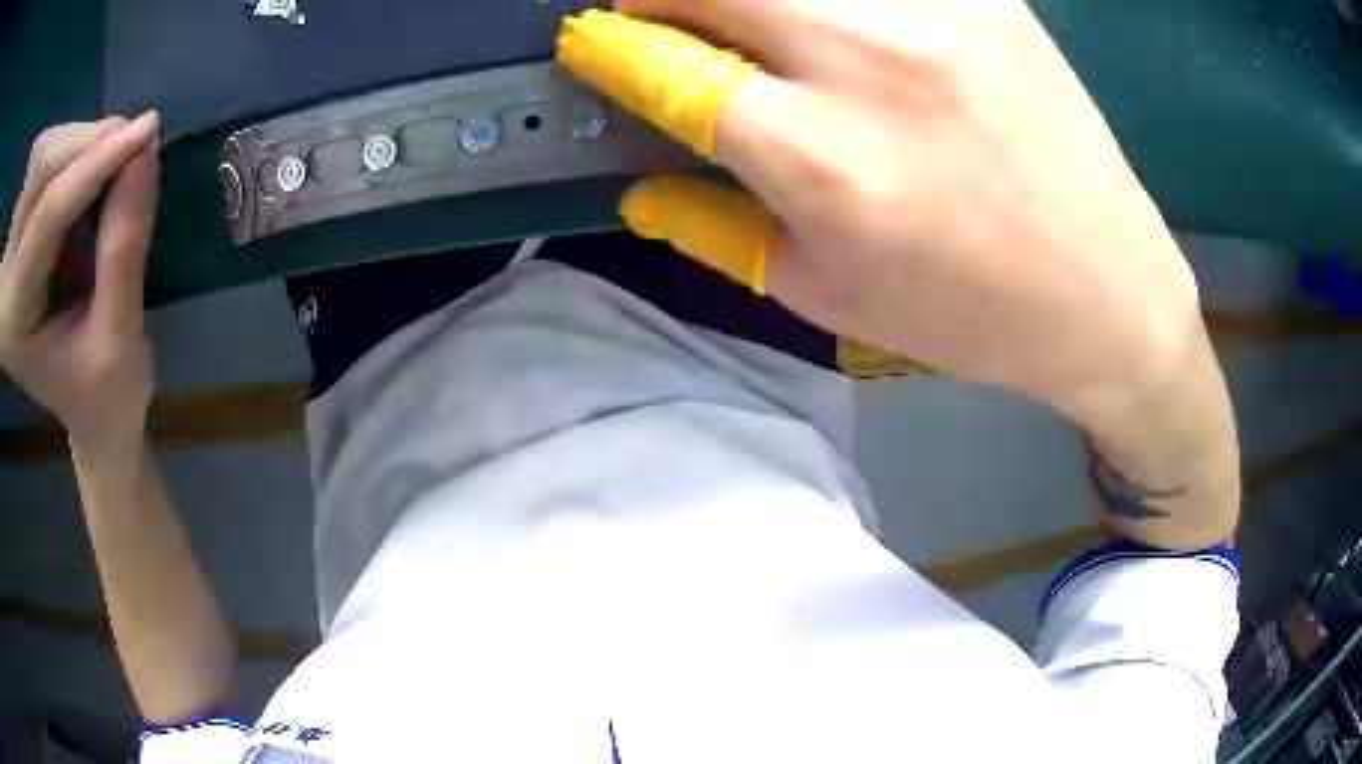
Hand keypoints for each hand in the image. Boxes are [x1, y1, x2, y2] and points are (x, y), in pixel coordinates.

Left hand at [0, 112, 161, 452]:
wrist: (87, 407)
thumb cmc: (105, 393)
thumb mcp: (120, 336)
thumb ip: (124, 247)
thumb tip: (146, 153)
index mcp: (14, 320)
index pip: (46, 216)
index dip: (94, 165)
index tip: (148, 129)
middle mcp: (5, 281)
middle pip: (39, 175)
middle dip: (85, 144)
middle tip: (132, 138)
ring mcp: (10, 254)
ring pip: (42, 159)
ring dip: (80, 140)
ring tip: (116, 151)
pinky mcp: (18, 235)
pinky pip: (43, 165)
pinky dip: (72, 148)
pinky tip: (92, 161)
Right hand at [559, 2, 1202, 421]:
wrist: (1110, 292)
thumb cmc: (971, 316)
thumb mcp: (827, 297)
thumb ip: (715, 228)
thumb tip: (639, 185)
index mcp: (820, 155)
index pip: (663, 63)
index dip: (605, 46)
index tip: (589, 43)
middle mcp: (869, 56)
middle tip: (661, 22)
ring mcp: (936, 9)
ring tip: (753, 26)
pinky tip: (844, 24)